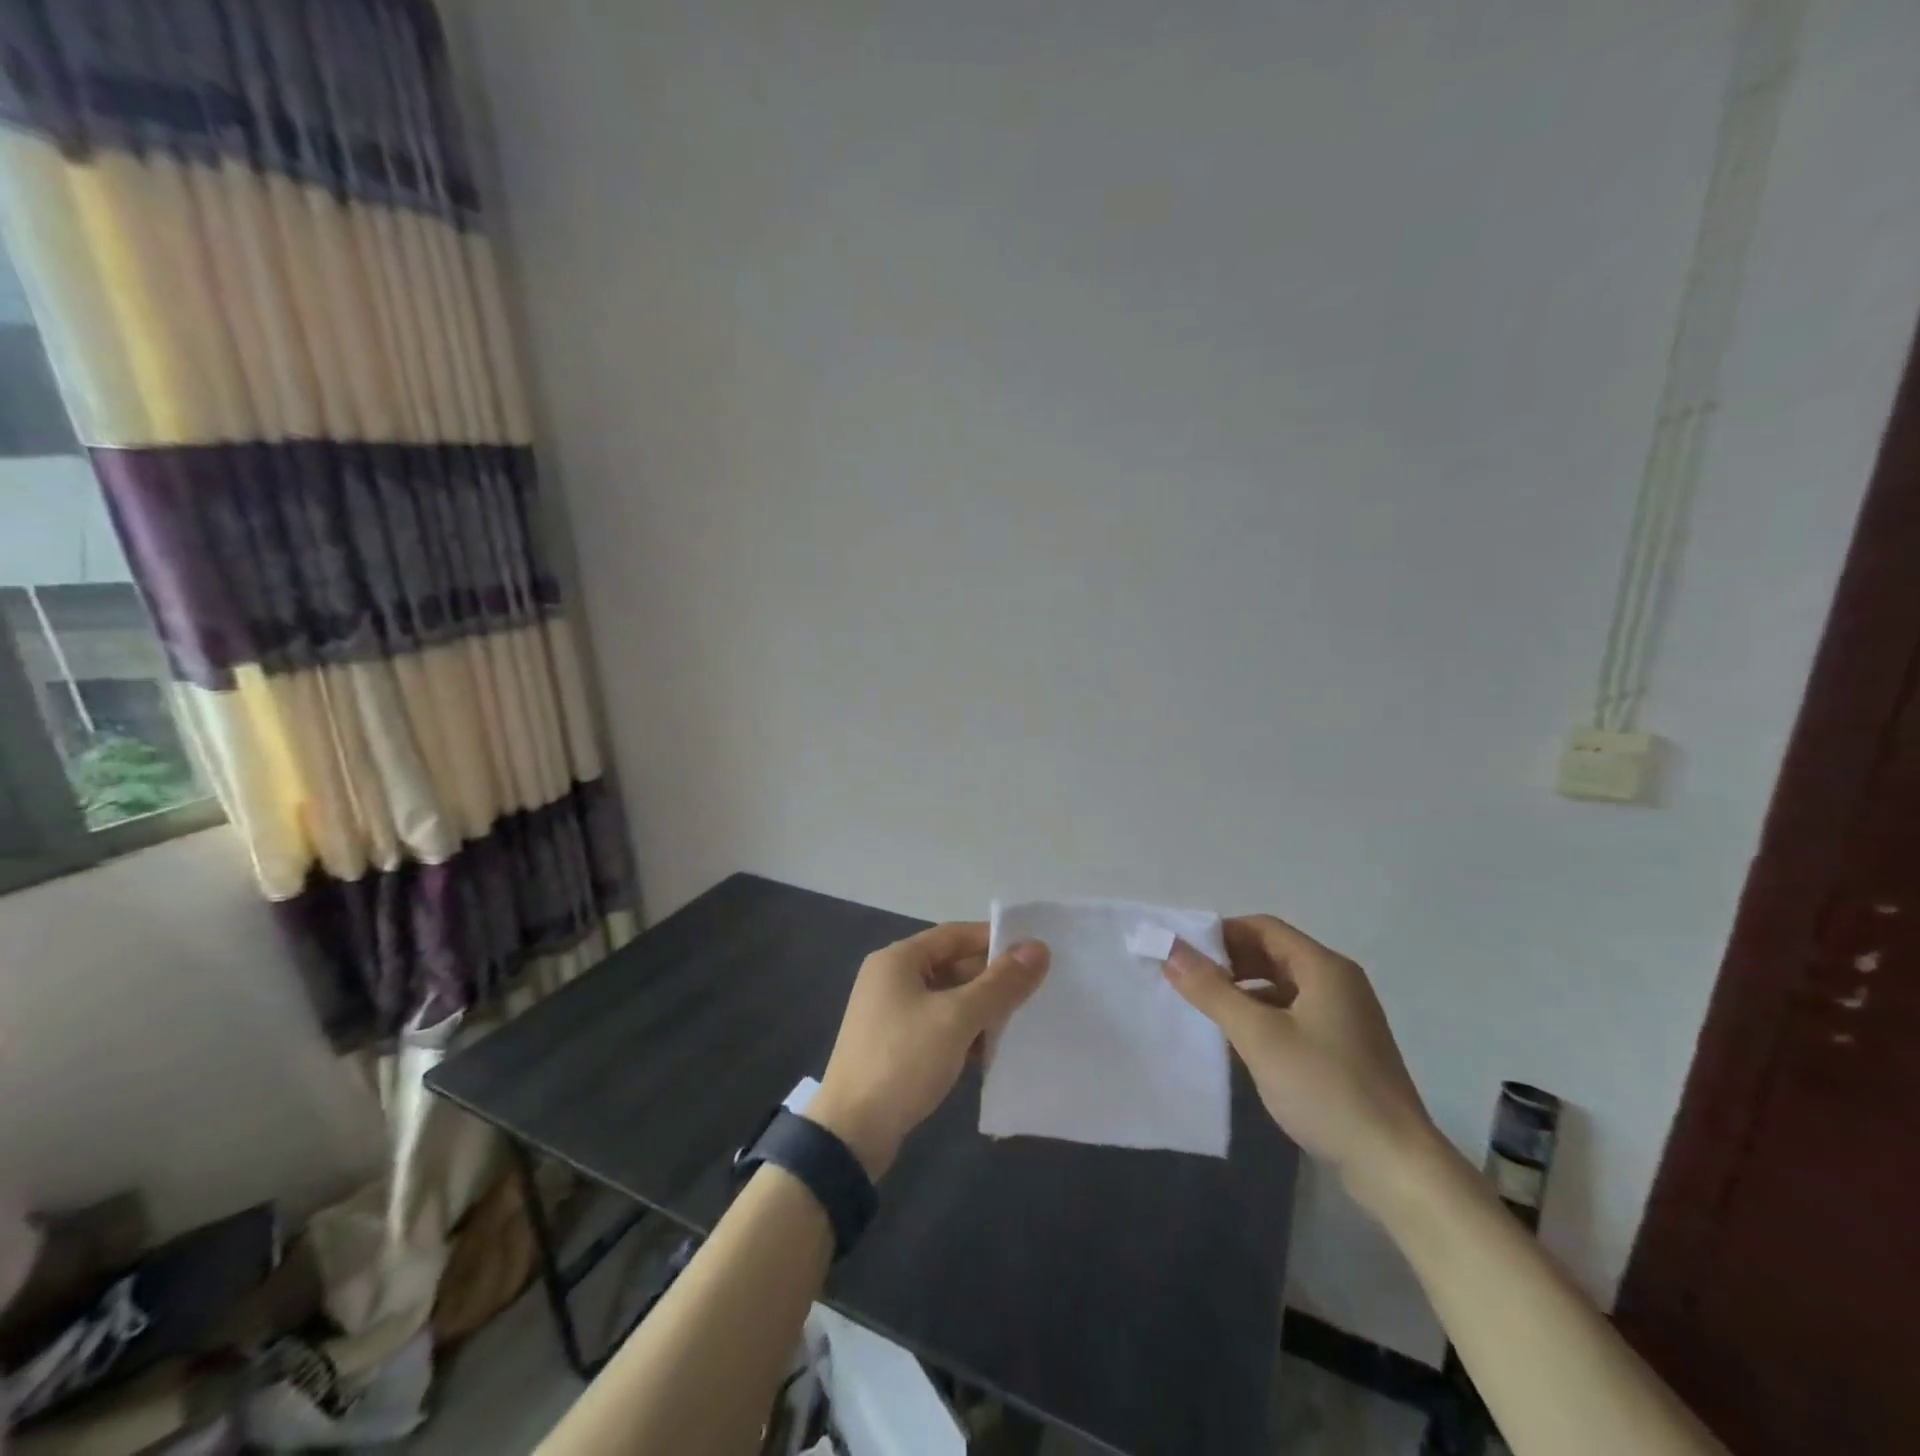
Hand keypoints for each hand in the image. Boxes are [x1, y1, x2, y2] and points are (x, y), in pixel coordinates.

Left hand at [809, 923, 1049, 1179]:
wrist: (851, 1133)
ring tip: (1022, 1022)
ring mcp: (891, 1014)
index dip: (995, 940)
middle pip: (952, 966)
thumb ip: (1000, 983)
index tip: (1034, 953)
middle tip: (1036, 990)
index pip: (955, 935)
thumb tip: (1038, 948)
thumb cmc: (903, 1060)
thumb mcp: (957, 1018)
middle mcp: (891, 979)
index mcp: (898, 960)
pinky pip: (939, 1026)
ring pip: (948, 999)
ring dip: (981, 1009)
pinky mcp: (895, 1046)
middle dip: (992, 979)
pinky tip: (992, 1051)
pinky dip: (964, 1033)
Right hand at [1163, 916, 1442, 1208]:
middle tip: (1189, 983)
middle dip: (1229, 963)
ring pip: (1282, 987)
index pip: (1263, 927)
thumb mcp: (1259, 1035)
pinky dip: (1264, 1017)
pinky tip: (1242, 1043)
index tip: (1184, 955)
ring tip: (1208, 1013)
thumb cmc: (1325, 1088)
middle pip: (1273, 954)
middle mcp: (1338, 983)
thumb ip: (1211, 990)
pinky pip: (1294, 1015)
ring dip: (1244, 992)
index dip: (1220, 934)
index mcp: (1324, 968)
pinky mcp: (1344, 1049)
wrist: (1395, 1166)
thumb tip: (1170, 949)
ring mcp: (1345, 1017)